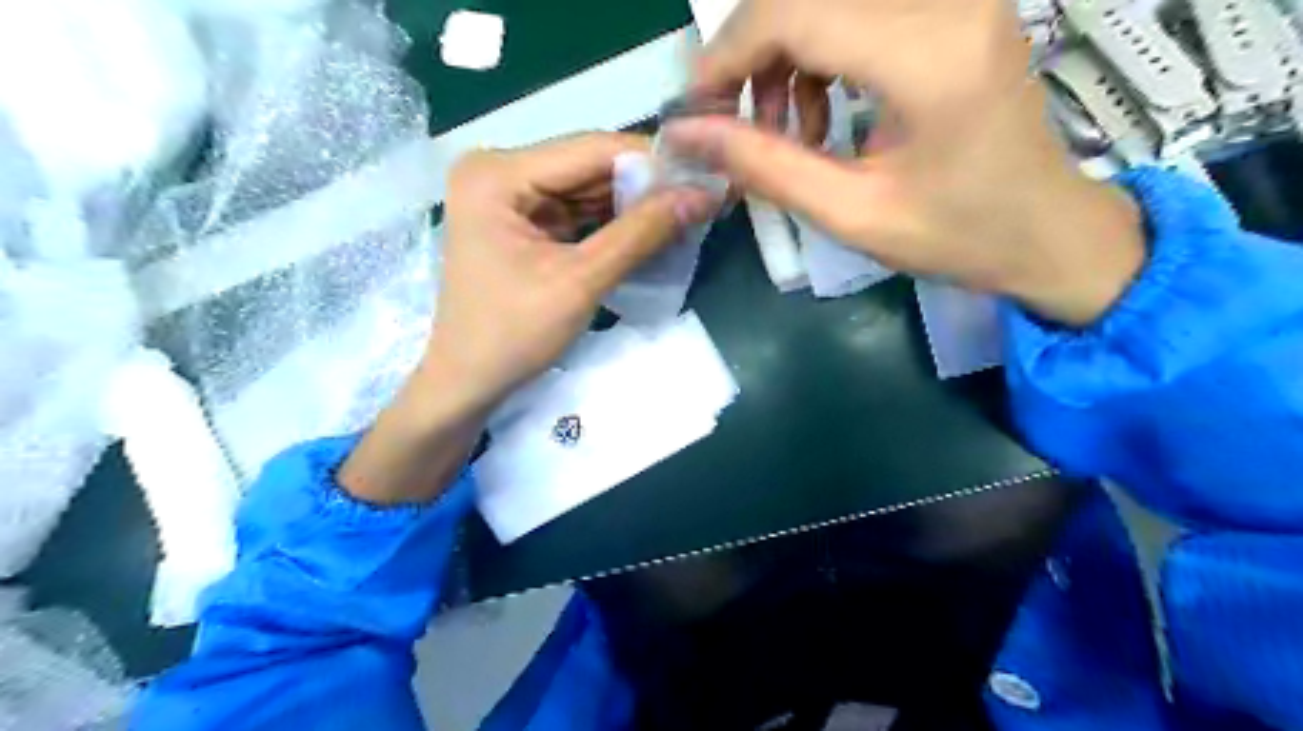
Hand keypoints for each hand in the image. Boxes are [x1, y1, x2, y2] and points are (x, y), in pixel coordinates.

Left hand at [432, 135, 717, 412]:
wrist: (468, 383)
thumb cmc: (513, 335)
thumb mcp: (581, 281)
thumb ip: (641, 233)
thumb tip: (702, 195)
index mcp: (498, 174)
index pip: (590, 149)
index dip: (653, 160)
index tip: (706, 172)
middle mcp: (498, 170)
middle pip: (587, 166)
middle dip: (645, 184)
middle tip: (702, 195)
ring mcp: (508, 196)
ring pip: (586, 188)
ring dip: (633, 203)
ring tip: (687, 211)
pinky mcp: (520, 220)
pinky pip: (576, 211)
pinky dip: (612, 222)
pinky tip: (651, 228)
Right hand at [666, 1, 1143, 322]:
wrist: (1047, 230)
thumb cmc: (957, 237)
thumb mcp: (851, 214)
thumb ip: (765, 166)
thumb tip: (687, 133)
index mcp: (929, 57)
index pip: (796, 12)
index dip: (728, 54)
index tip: (697, 108)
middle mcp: (948, 1)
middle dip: (749, 55)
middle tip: (732, 122)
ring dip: (782, 56)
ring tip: (784, 131)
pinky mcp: (955, 5)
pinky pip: (857, 9)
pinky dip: (817, 52)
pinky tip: (820, 111)